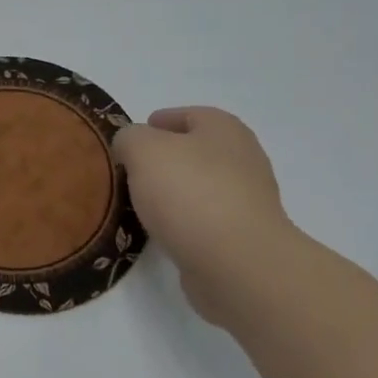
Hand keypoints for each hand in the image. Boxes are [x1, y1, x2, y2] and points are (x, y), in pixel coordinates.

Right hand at [113, 106, 297, 324]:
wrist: (236, 262)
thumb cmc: (189, 193)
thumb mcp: (143, 150)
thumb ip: (130, 138)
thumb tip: (129, 145)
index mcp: (224, 129)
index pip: (189, 115)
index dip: (158, 122)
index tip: (130, 139)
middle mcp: (243, 158)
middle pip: (196, 151)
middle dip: (164, 159)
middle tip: (130, 172)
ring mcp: (247, 200)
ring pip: (200, 186)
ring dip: (173, 192)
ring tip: (140, 204)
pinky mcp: (242, 236)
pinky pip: (205, 219)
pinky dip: (184, 221)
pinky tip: (162, 231)